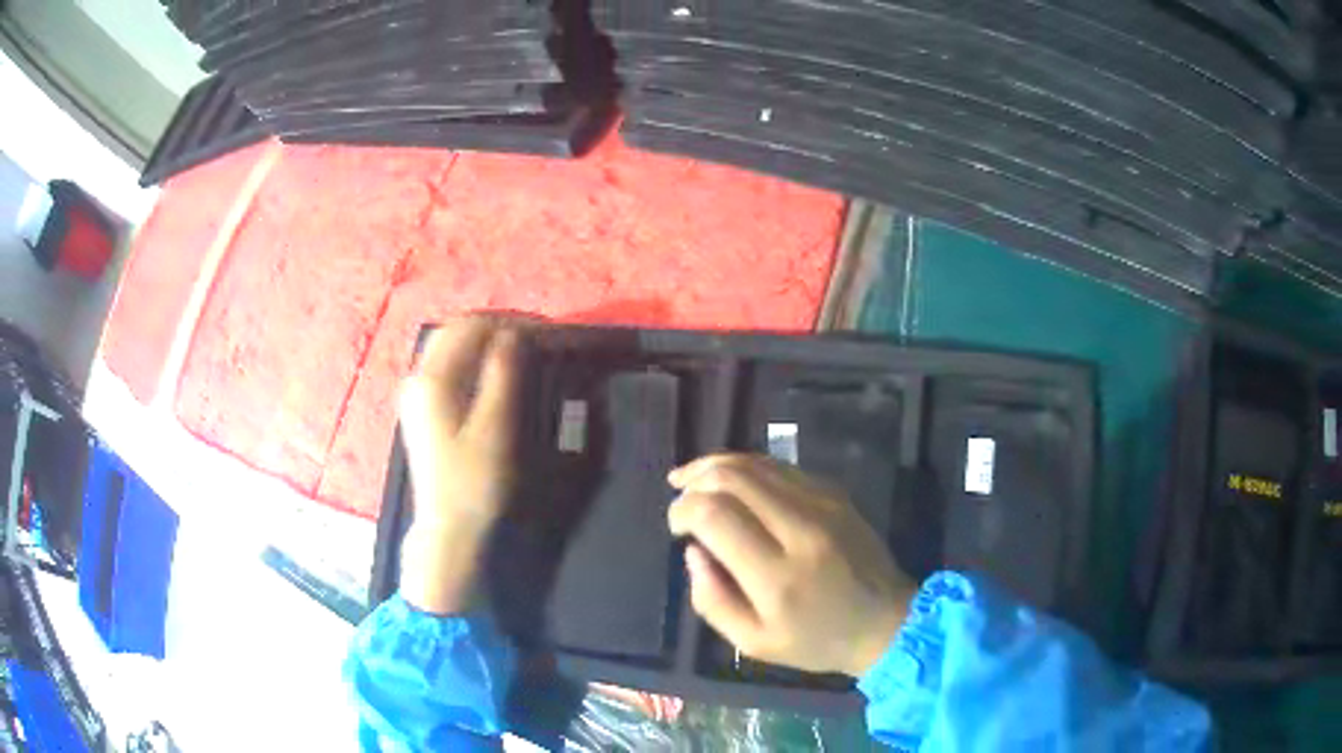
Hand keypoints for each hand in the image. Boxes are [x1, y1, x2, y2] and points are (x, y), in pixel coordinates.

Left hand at [396, 316, 520, 613]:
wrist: (450, 532)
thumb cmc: (475, 483)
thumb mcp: (495, 427)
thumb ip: (503, 373)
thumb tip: (515, 333)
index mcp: (431, 379)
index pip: (469, 325)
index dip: (508, 320)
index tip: (544, 328)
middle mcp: (417, 378)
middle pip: (456, 332)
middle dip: (497, 327)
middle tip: (536, 337)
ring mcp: (417, 395)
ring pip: (452, 349)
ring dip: (486, 343)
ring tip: (523, 352)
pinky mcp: (424, 410)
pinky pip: (450, 368)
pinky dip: (476, 361)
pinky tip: (498, 374)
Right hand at [668, 455, 915, 676]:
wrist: (886, 621)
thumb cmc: (816, 641)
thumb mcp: (753, 642)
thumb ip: (712, 600)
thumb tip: (694, 550)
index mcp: (777, 576)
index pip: (716, 515)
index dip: (683, 510)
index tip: (677, 527)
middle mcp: (800, 529)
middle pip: (734, 477)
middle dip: (695, 479)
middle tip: (679, 495)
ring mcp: (824, 505)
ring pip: (758, 463)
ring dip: (718, 465)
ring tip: (693, 478)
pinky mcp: (836, 494)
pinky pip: (782, 467)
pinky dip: (749, 468)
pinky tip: (733, 481)